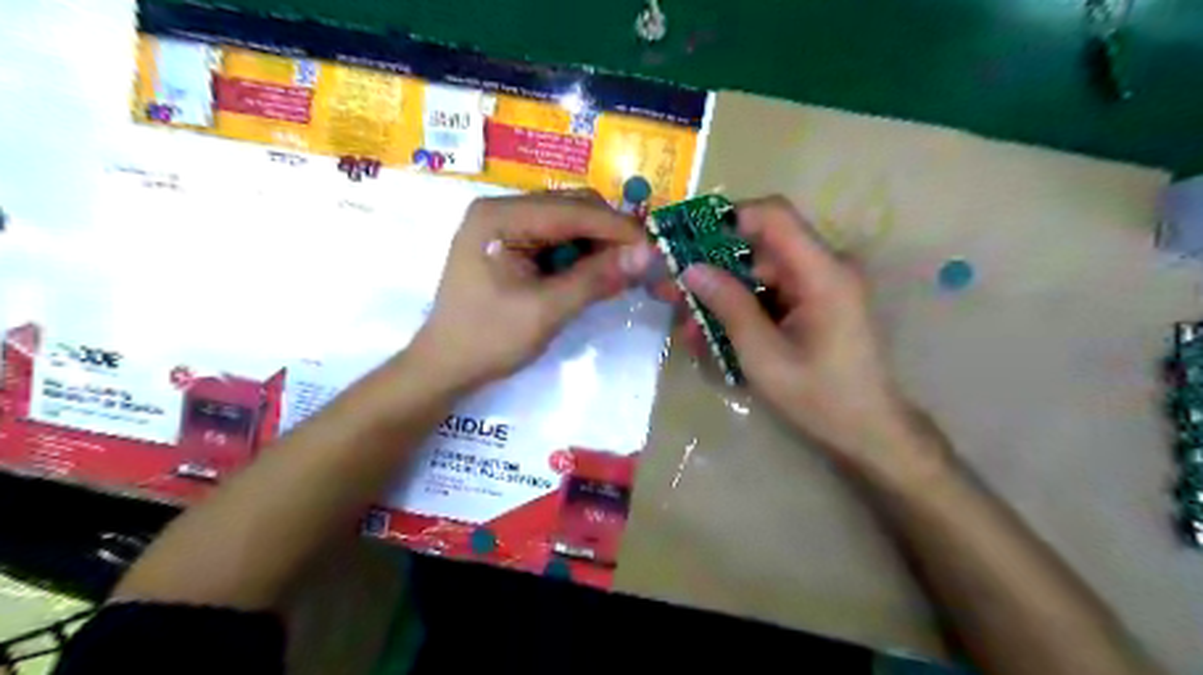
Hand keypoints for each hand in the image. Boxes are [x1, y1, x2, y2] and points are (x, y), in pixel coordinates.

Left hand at [414, 189, 656, 389]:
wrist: (445, 366)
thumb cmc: (488, 339)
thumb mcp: (546, 311)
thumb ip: (596, 279)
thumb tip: (647, 255)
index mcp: (501, 217)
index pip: (574, 211)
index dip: (619, 229)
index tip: (655, 251)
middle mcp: (502, 209)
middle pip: (572, 208)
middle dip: (609, 235)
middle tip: (640, 266)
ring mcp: (504, 224)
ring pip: (568, 222)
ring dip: (597, 245)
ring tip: (620, 273)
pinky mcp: (509, 242)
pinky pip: (556, 238)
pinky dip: (580, 254)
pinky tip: (593, 274)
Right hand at [674, 198, 948, 477]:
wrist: (868, 430)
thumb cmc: (820, 397)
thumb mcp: (764, 355)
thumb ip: (730, 306)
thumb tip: (691, 268)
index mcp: (822, 273)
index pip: (773, 215)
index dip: (727, 218)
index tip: (687, 240)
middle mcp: (825, 267)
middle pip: (760, 246)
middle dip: (713, 266)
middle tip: (673, 291)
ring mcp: (820, 285)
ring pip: (759, 272)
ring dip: (722, 293)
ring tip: (689, 326)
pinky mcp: (815, 302)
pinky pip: (770, 292)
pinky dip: (741, 308)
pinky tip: (714, 335)